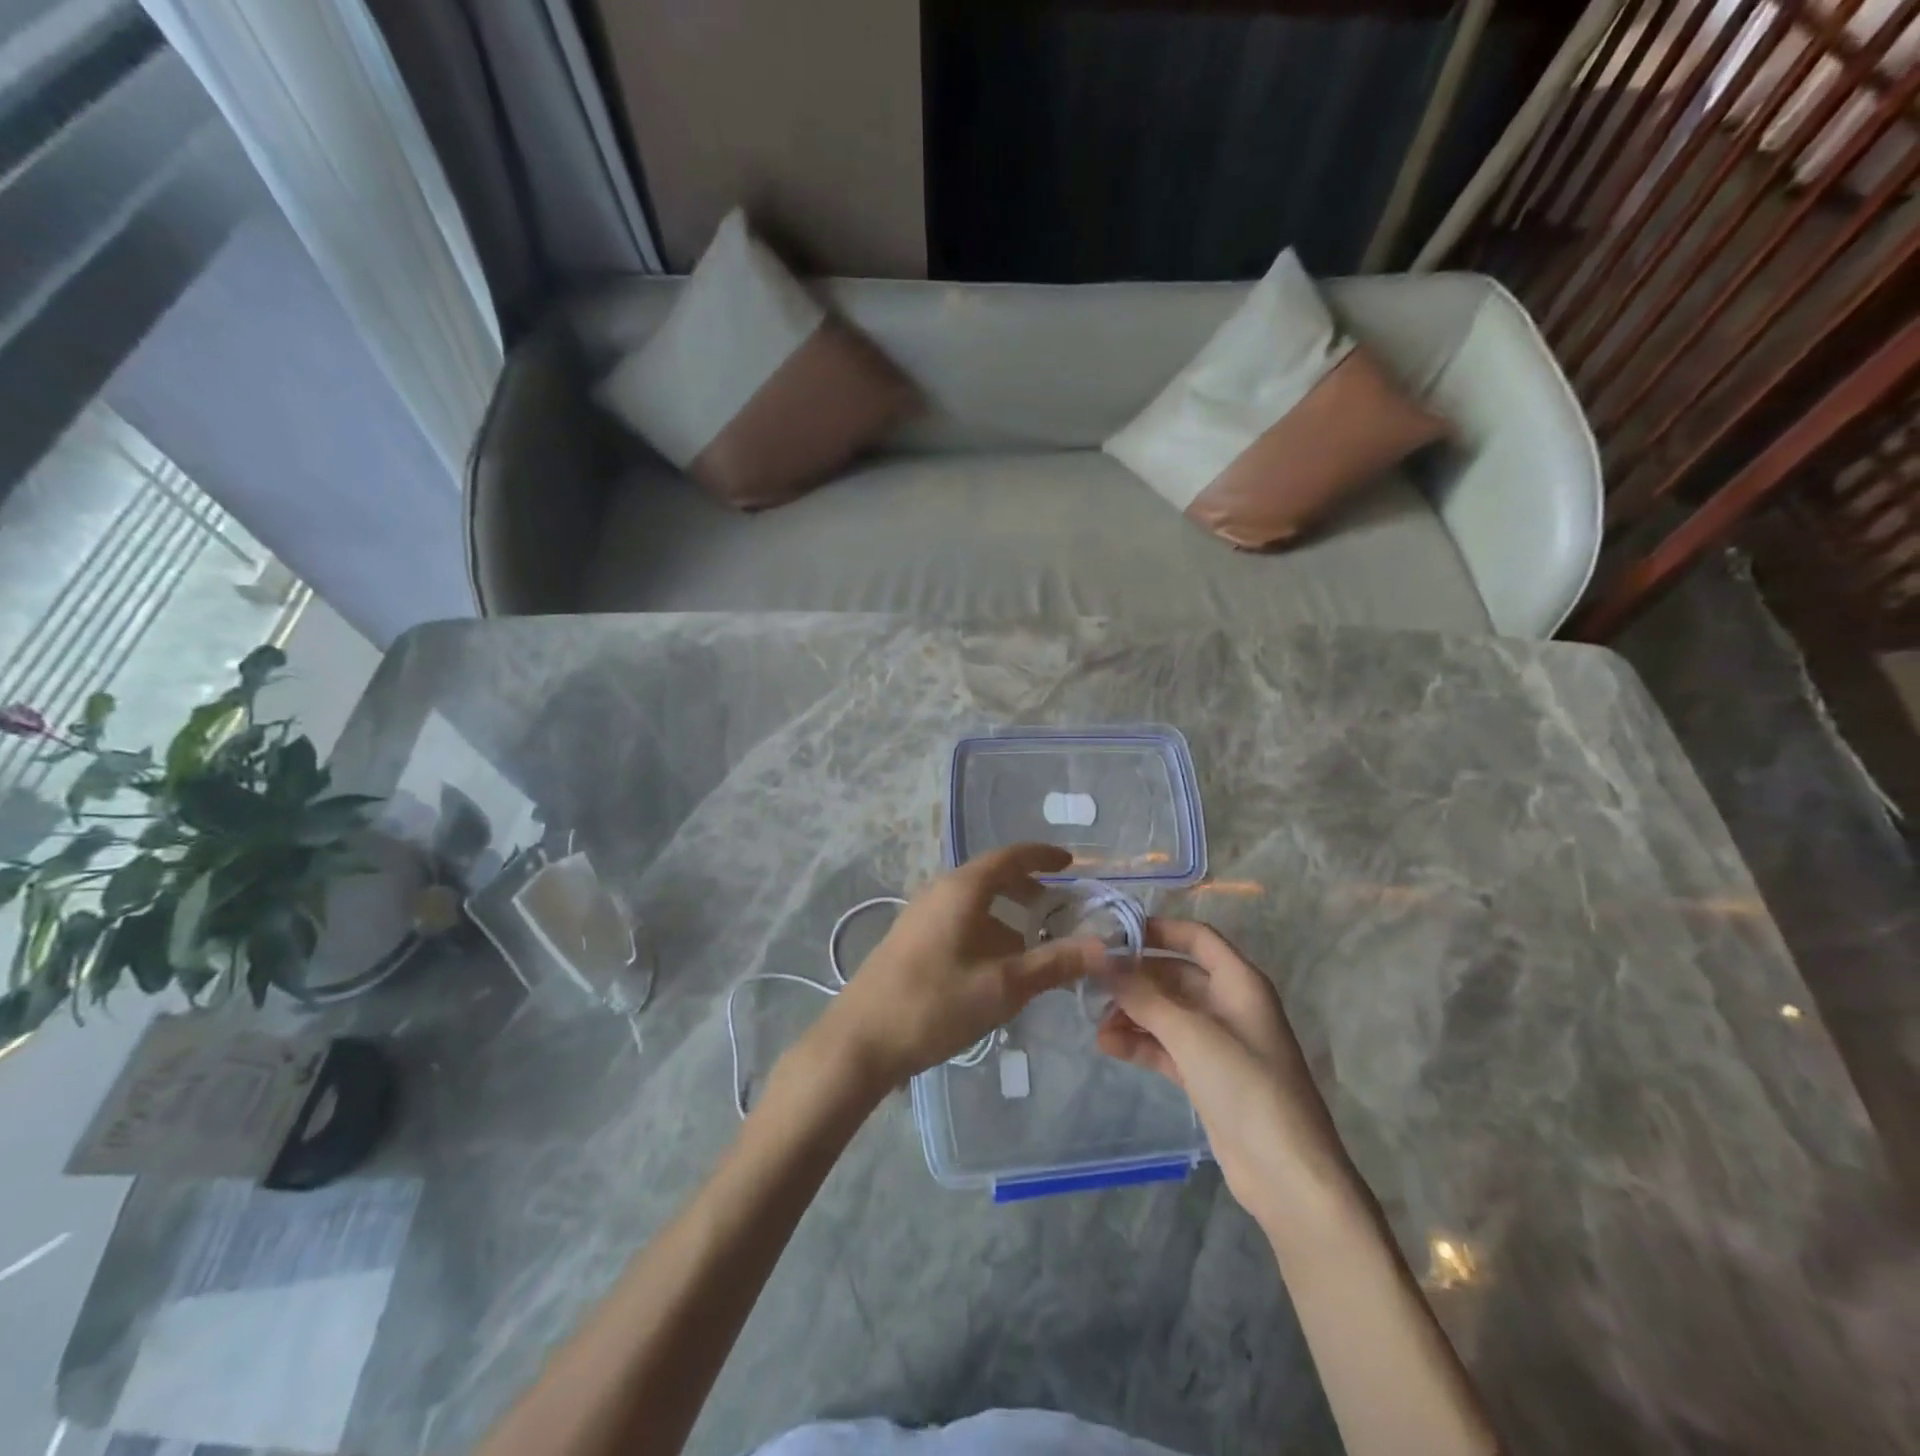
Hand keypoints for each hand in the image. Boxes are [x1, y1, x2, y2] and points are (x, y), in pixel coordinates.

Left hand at [813, 844, 1107, 1089]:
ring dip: (1007, 915)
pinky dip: (987, 931)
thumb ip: (1054, 963)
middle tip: (1061, 910)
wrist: (859, 1041)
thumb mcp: (1003, 986)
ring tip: (1035, 944)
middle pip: (992, 877)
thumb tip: (1104, 947)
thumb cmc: (935, 1004)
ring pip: (975, 902)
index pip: (1010, 857)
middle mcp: (940, 891)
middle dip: (1029, 890)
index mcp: (962, 889)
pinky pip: (959, 921)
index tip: (1071, 865)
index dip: (1043, 857)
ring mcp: (921, 915)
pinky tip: (998, 966)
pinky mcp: (912, 940)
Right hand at [1096, 919, 1352, 1228]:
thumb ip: (1144, 996)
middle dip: (1135, 978)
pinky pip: (1165, 1046)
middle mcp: (1228, 1004)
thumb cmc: (1246, 1086)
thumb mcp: (1191, 1034)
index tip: (1112, 934)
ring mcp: (1216, 1042)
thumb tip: (1103, 961)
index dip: (1158, 930)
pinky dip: (1140, 1043)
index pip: (1196, 938)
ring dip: (1132, 1013)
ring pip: (1166, 1012)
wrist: (1286, 1175)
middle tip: (1091, 982)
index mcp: (1239, 982)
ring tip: (1095, 1022)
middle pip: (1174, 975)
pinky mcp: (1205, 1075)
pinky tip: (1108, 1046)